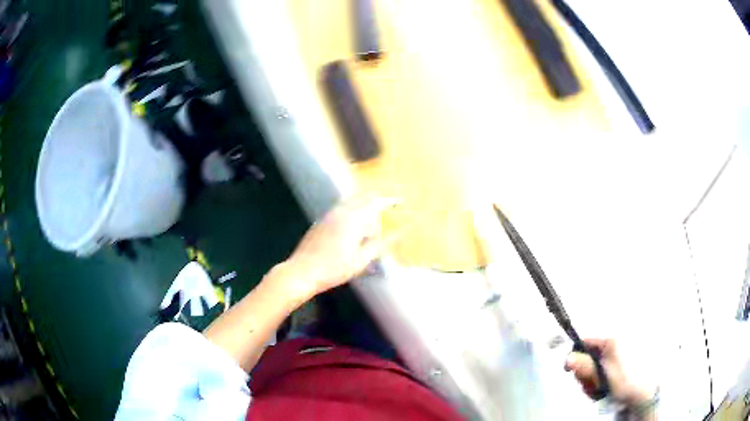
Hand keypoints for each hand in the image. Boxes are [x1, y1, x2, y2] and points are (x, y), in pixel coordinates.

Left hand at [281, 195, 396, 299]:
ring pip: (349, 202)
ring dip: (363, 205)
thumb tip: (398, 234)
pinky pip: (340, 209)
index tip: (400, 202)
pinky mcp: (320, 222)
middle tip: (388, 208)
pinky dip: (351, 211)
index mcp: (352, 219)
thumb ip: (380, 244)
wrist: (302, 272)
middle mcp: (340, 212)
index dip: (389, 201)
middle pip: (361, 197)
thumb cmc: (333, 269)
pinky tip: (352, 227)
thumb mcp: (361, 260)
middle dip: (376, 200)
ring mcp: (328, 216)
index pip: (374, 202)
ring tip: (372, 219)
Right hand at [564, 338, 649, 405]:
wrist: (641, 394)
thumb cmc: (623, 382)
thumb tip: (568, 358)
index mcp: (610, 342)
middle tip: (589, 385)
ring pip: (594, 366)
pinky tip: (603, 390)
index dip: (574, 356)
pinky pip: (601, 371)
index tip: (569, 371)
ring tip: (598, 390)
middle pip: (588, 356)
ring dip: (591, 380)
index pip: (585, 342)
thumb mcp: (601, 376)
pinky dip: (598, 382)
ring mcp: (617, 355)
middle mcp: (614, 345)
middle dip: (585, 373)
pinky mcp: (618, 366)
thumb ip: (584, 366)